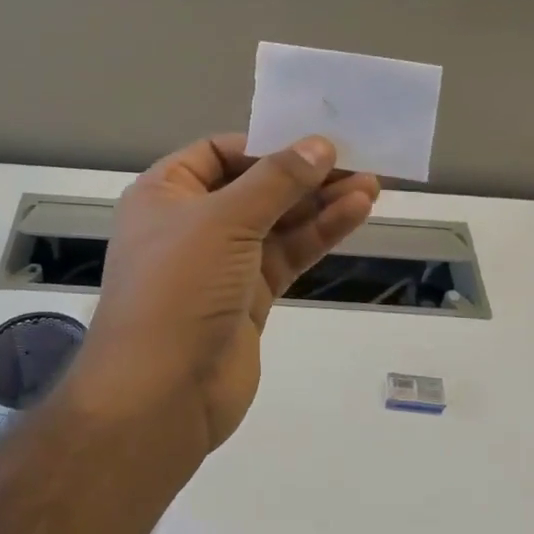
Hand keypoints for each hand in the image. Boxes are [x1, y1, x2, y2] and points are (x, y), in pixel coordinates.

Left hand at [67, 133, 379, 453]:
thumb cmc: (180, 287)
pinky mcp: (248, 298)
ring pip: (276, 223)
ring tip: (371, 185)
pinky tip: (356, 213)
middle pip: (253, 187)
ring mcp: (221, 264)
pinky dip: (318, 235)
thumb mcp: (224, 220)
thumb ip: (276, 180)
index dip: (265, 145)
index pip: (218, 153)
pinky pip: (287, 255)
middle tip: (357, 160)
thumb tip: (320, 145)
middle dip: (303, 175)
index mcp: (165, 194)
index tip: (313, 141)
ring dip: (320, 203)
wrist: (162, 392)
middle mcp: (190, 224)